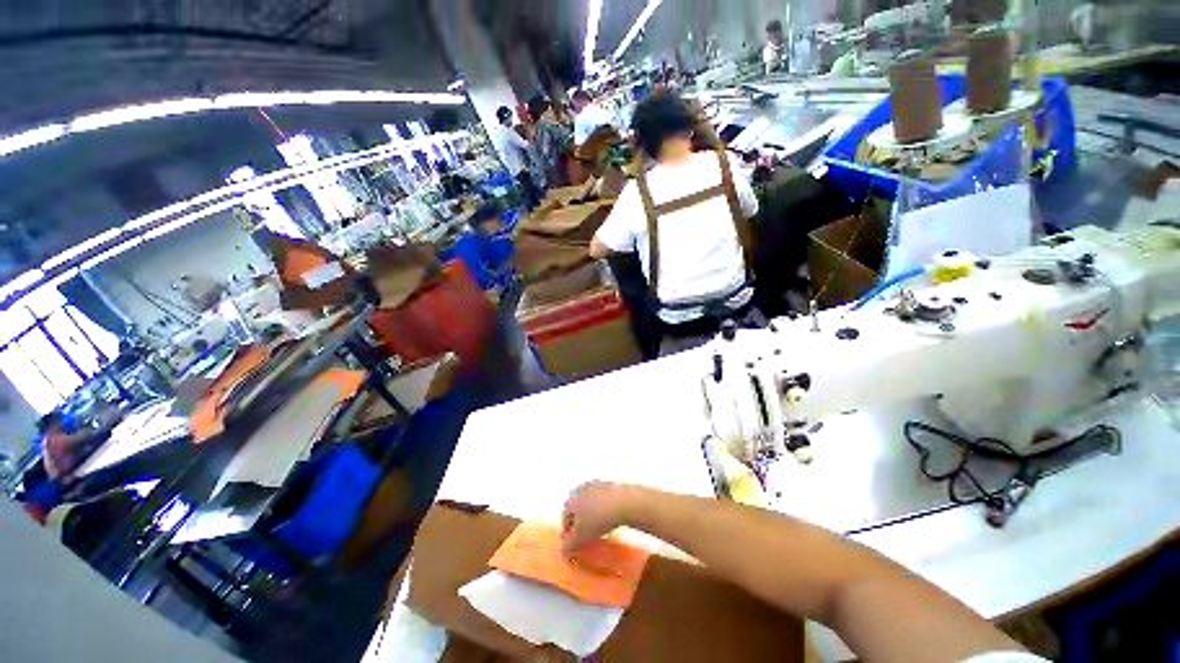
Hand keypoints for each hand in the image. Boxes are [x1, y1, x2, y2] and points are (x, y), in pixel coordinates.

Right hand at [560, 482, 631, 555]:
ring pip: (588, 502)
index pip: (565, 518)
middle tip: (584, 534)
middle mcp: (580, 489)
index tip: (573, 543)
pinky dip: (601, 508)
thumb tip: (563, 550)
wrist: (622, 502)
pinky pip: (601, 498)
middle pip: (576, 507)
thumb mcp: (580, 538)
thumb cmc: (598, 520)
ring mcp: (595, 484)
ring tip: (597, 527)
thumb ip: (568, 545)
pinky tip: (608, 517)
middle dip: (578, 521)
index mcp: (571, 499)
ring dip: (590, 513)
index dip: (568, 532)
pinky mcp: (609, 484)